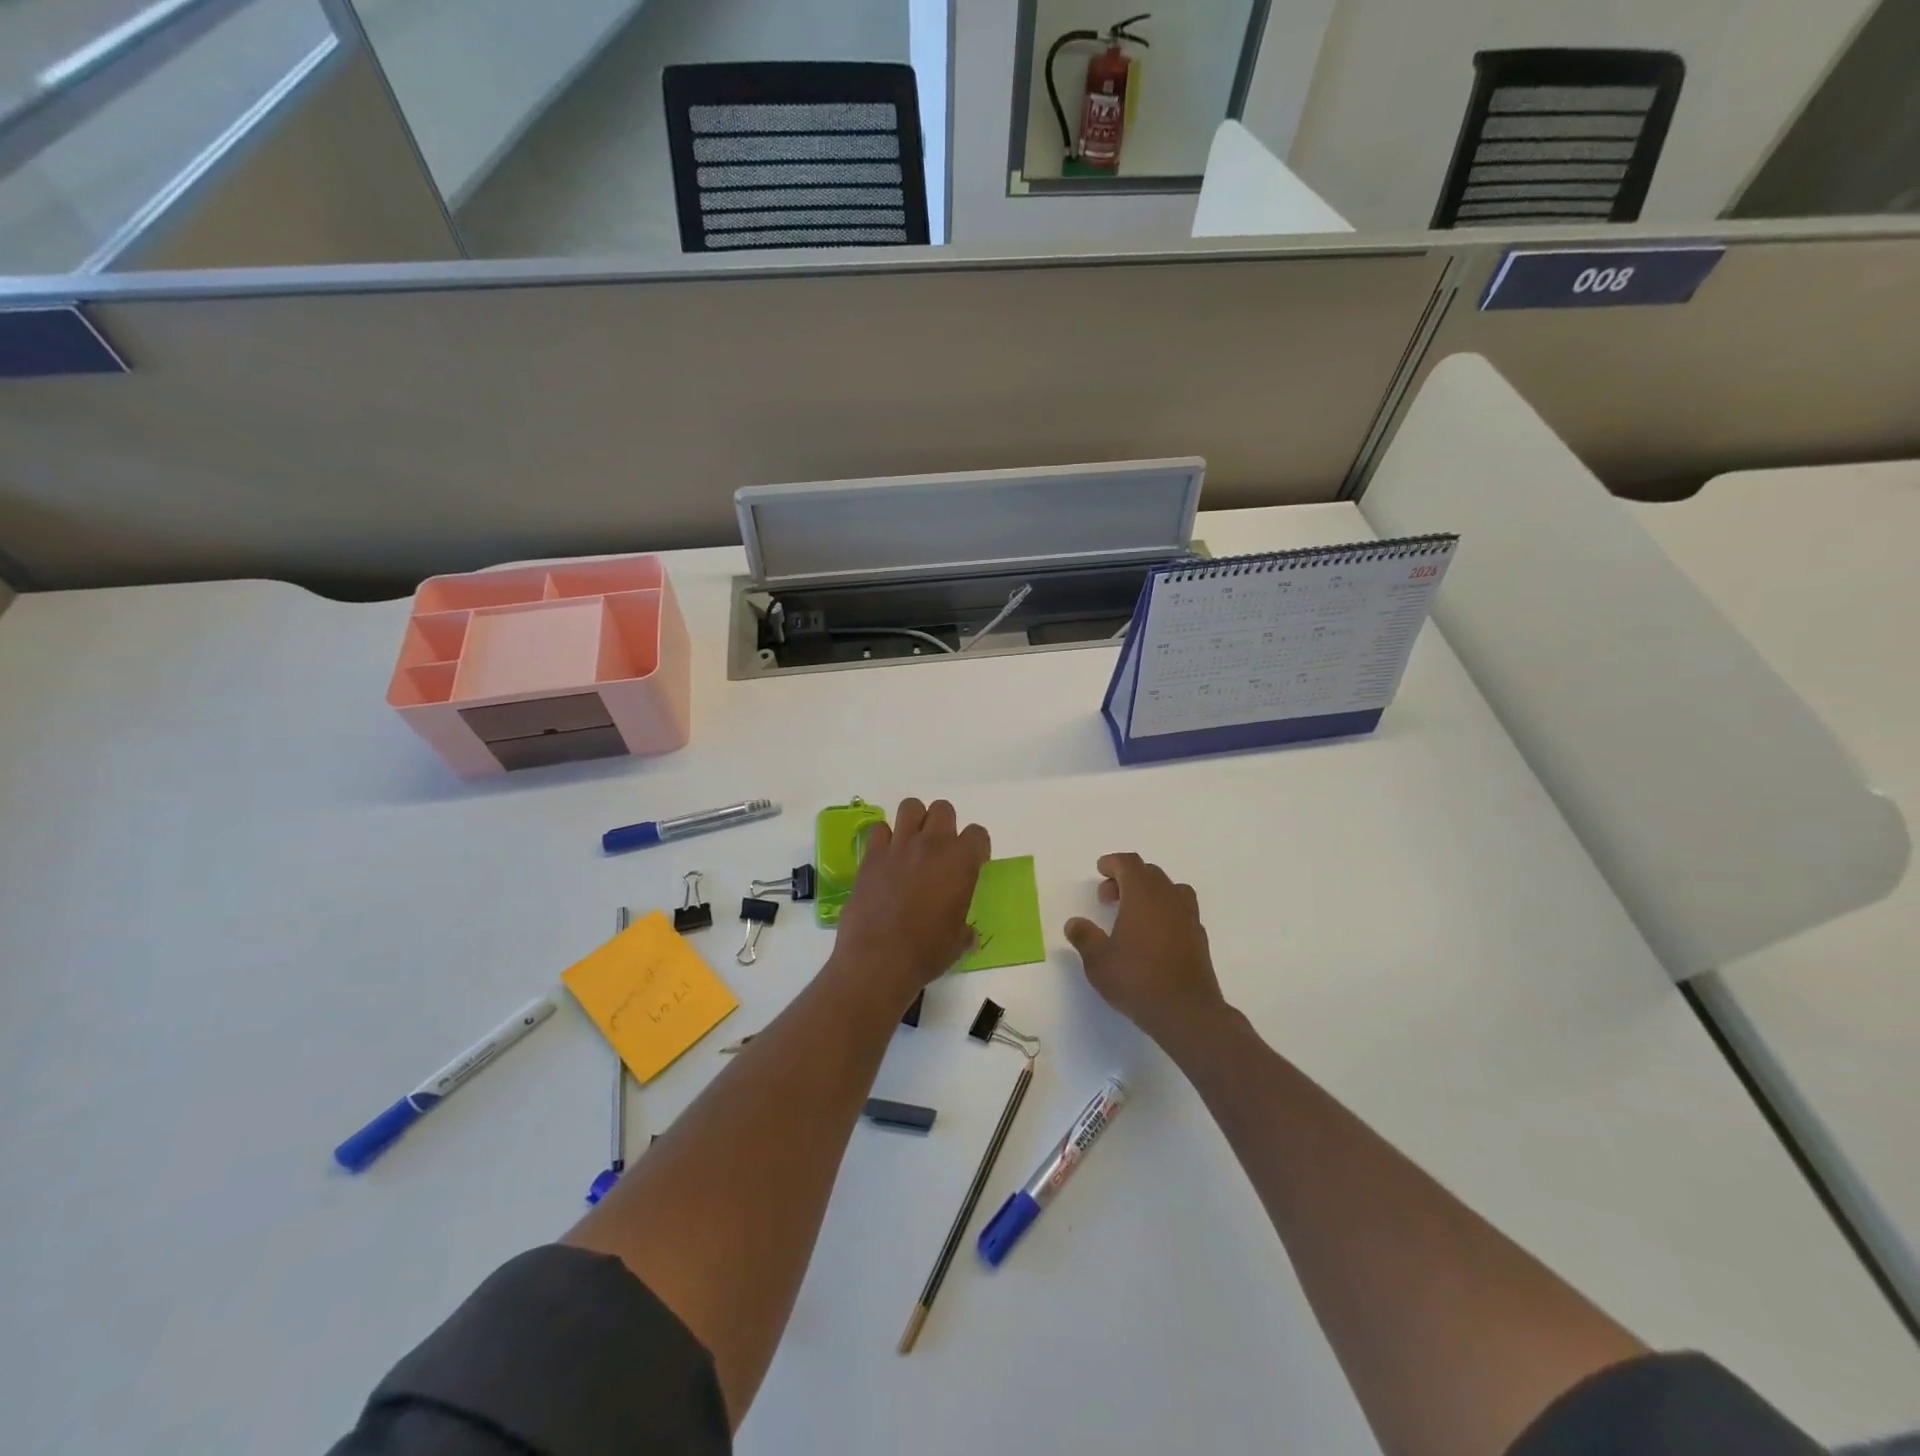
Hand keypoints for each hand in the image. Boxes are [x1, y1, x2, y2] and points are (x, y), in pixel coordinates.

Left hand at [831, 798, 989, 1004]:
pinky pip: (879, 829)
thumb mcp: (957, 942)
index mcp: (961, 862)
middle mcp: (932, 845)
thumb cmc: (927, 952)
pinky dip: (884, 838)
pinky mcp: (871, 855)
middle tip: (939, 850)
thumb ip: (964, 930)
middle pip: (943, 809)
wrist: (879, 959)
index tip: (971, 863)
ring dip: (915, 820)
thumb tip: (969, 936)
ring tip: (912, 843)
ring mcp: (899, 846)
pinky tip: (885, 857)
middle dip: (944, 824)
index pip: (977, 834)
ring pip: (911, 806)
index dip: (976, 847)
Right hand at [1065, 854, 1227, 1043]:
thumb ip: (1084, 937)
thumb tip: (1074, 923)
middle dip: (1127, 878)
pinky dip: (1164, 912)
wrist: (1187, 1012)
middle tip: (1107, 897)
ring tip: (1133, 913)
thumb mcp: (1098, 961)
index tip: (1100, 870)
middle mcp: (1168, 898)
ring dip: (1149, 893)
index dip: (1113, 862)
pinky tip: (1153, 936)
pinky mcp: (1199, 938)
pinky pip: (1181, 910)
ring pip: (1169, 889)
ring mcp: (1188, 917)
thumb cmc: (1137, 980)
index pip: (1129, 863)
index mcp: (1143, 895)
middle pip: (1149, 873)